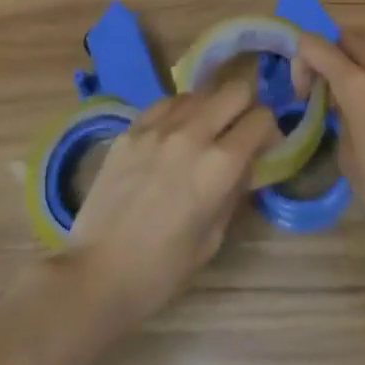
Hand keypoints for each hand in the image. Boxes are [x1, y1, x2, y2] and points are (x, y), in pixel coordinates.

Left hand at [63, 83, 279, 332]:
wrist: (95, 275)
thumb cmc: (160, 272)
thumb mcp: (211, 240)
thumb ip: (234, 193)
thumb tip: (245, 165)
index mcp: (219, 166)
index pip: (261, 119)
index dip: (269, 131)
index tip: (265, 146)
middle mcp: (193, 134)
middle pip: (235, 89)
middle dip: (246, 106)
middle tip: (239, 131)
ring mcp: (159, 126)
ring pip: (200, 92)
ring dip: (211, 108)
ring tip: (203, 133)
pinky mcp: (132, 128)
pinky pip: (166, 103)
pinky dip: (179, 112)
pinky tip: (173, 133)